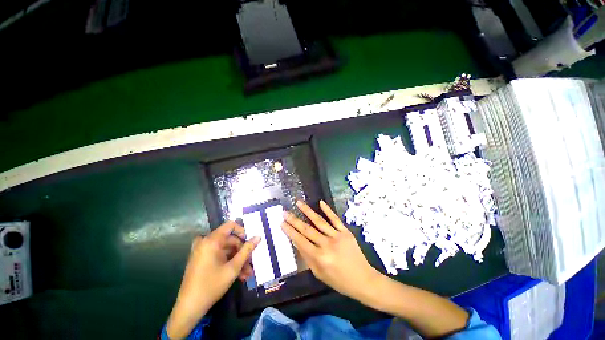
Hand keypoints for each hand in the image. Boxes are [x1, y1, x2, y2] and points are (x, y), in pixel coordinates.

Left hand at [166, 222, 259, 338]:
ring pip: (226, 250)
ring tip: (247, 273)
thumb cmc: (212, 285)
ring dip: (237, 260)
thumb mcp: (233, 268)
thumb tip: (258, 237)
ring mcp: (203, 251)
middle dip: (242, 252)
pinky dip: (229, 263)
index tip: (250, 242)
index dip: (242, 231)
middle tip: (251, 263)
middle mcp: (206, 242)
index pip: (230, 225)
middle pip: (230, 240)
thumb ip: (247, 250)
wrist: (189, 308)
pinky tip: (239, 275)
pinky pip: (219, 256)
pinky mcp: (201, 260)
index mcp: (211, 241)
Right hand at [281, 200, 379, 299]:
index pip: (301, 241)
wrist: (362, 279)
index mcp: (319, 258)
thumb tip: (297, 242)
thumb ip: (307, 258)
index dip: (290, 231)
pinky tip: (320, 202)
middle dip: (294, 220)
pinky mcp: (345, 232)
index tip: (282, 223)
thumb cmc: (339, 280)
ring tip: (298, 202)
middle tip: (285, 212)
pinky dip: (327, 210)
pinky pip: (335, 219)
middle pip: (307, 229)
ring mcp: (337, 236)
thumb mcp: (319, 274)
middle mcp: (326, 245)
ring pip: (319, 221)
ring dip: (307, 211)